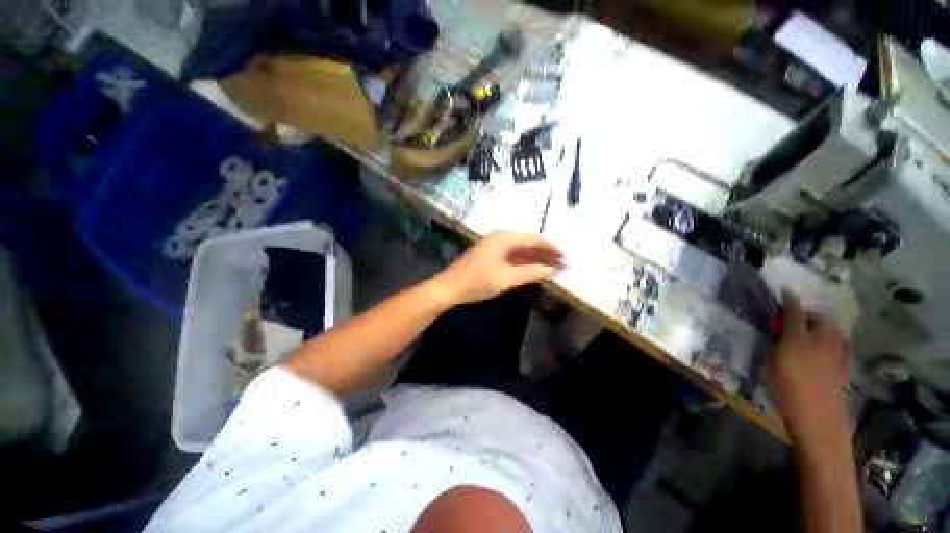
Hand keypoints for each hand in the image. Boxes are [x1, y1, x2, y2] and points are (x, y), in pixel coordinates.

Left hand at [430, 232, 563, 305]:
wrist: (449, 288)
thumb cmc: (477, 282)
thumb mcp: (507, 278)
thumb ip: (531, 272)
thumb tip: (553, 270)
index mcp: (503, 238)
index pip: (533, 239)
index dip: (551, 248)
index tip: (565, 257)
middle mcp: (499, 238)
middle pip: (527, 243)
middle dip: (544, 253)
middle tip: (561, 264)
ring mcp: (493, 247)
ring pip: (520, 250)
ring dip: (535, 258)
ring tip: (552, 267)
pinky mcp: (490, 256)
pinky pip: (512, 256)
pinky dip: (524, 262)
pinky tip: (533, 269)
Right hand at [767, 291, 851, 450]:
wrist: (819, 419)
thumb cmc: (787, 391)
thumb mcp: (771, 365)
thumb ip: (775, 345)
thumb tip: (778, 334)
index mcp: (798, 338)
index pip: (794, 311)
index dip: (790, 299)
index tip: (787, 291)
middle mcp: (821, 339)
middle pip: (821, 318)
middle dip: (811, 315)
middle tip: (800, 321)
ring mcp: (838, 351)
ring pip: (834, 330)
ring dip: (824, 327)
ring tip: (815, 334)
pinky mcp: (847, 364)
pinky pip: (842, 344)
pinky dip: (834, 341)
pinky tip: (828, 349)